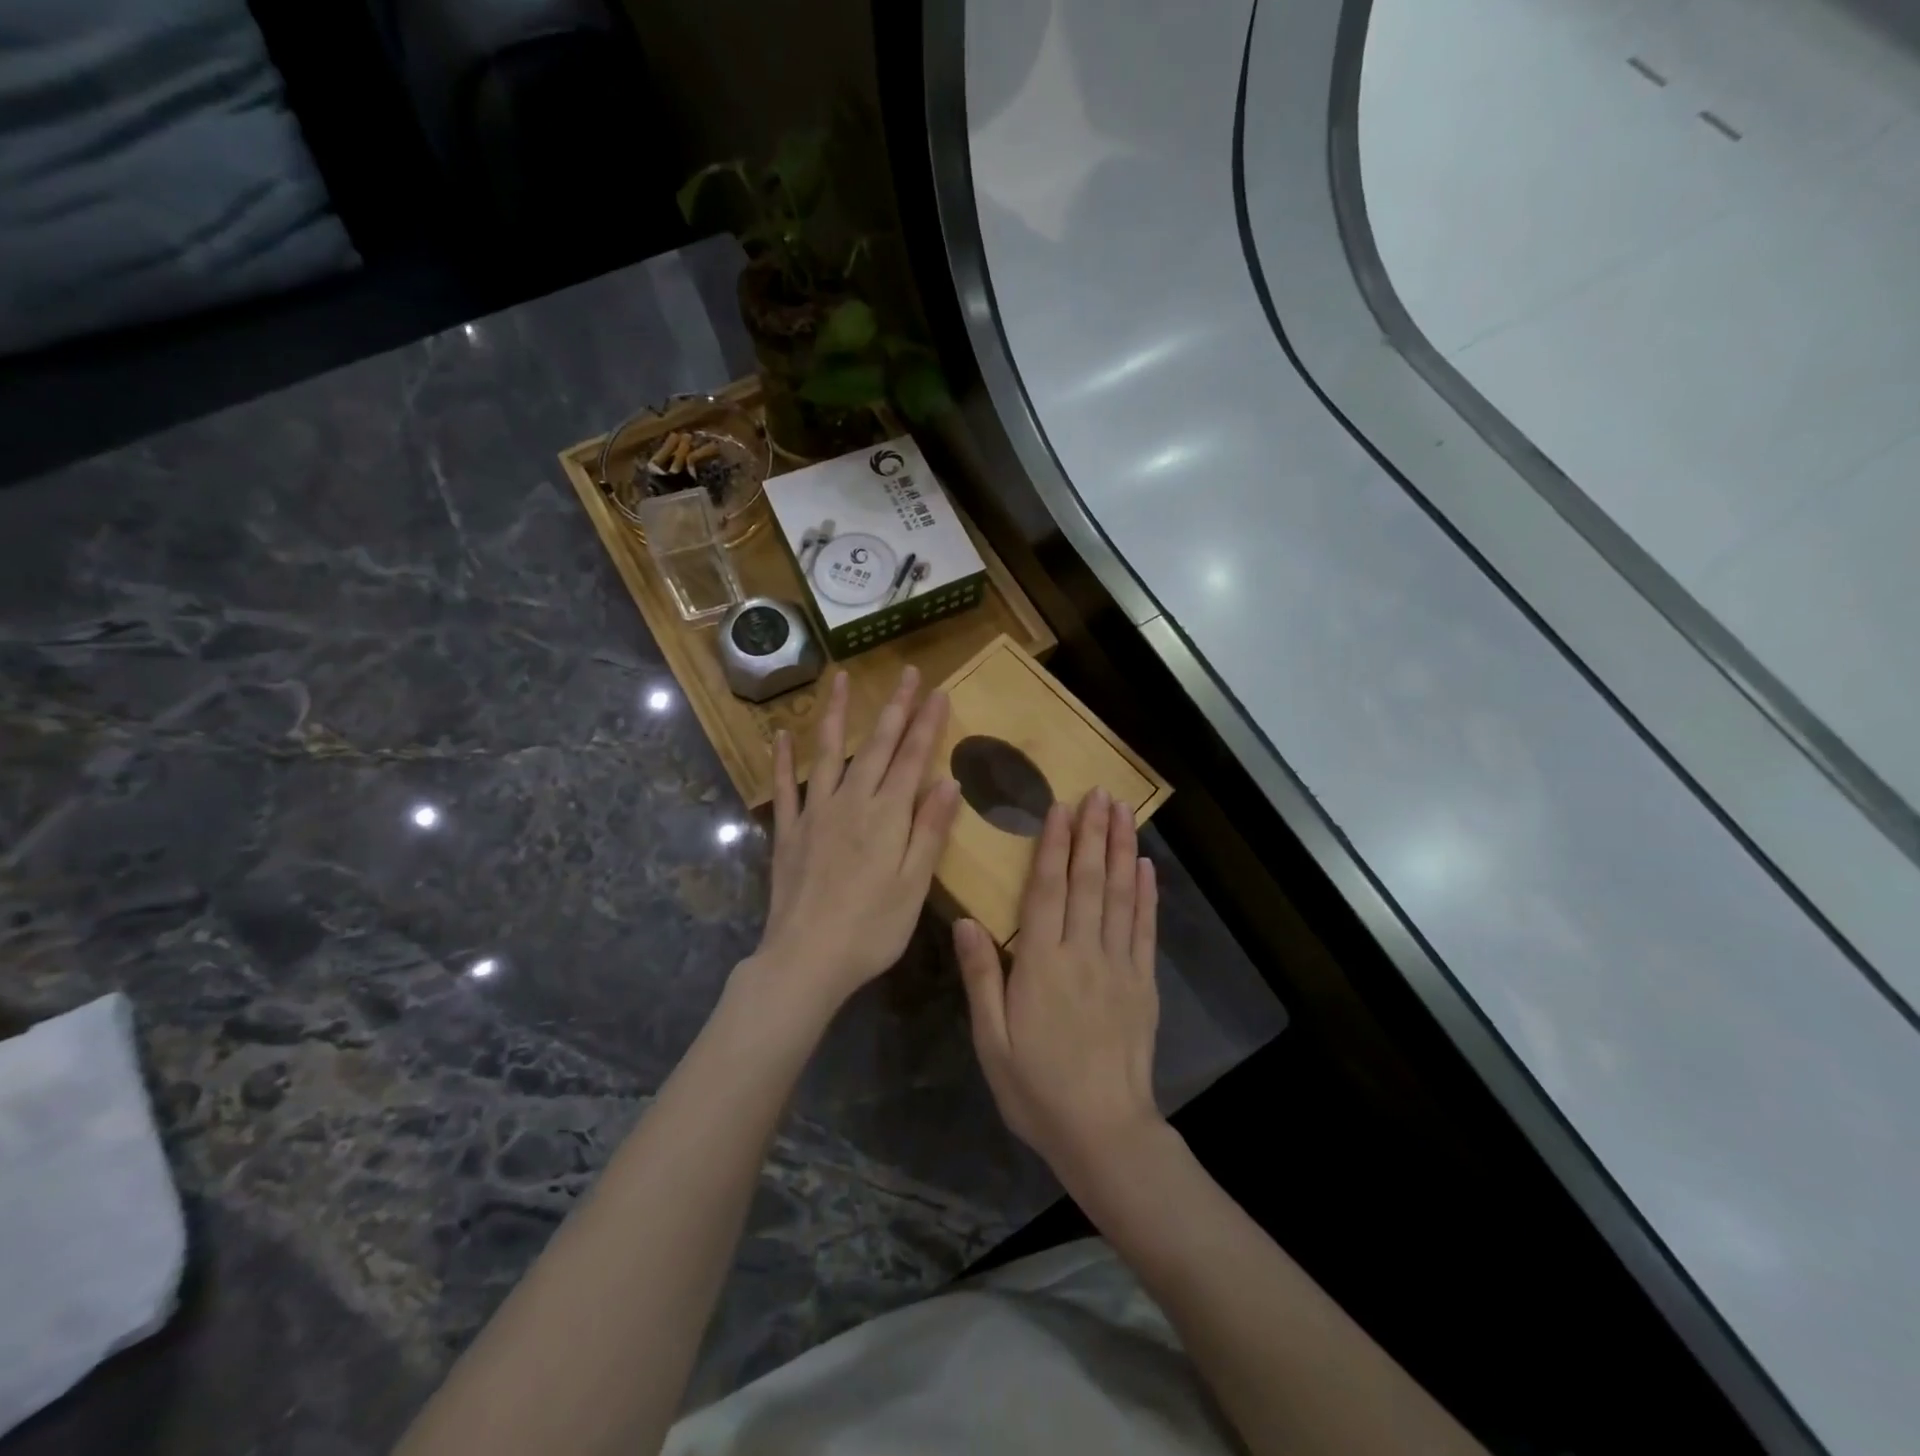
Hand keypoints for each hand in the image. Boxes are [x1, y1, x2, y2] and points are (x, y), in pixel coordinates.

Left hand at [745, 667, 961, 1017]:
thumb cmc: (872, 929)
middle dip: (894, 707)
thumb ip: (929, 831)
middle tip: (906, 673)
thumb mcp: (914, 885)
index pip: (912, 758)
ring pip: (828, 752)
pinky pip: (786, 787)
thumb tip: (948, 783)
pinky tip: (780, 735)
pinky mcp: (788, 832)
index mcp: (886, 816)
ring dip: (836, 713)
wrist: (806, 959)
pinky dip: (783, 759)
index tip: (937, 691)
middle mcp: (851, 803)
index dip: (926, 724)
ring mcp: (815, 813)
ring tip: (841, 678)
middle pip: (876, 745)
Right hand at [954, 787, 1162, 1182]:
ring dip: (1121, 850)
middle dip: (1093, 833)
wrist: (1104, 1132)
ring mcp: (1118, 966)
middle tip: (1100, 792)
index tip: (1061, 807)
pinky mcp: (1143, 983)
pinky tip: (1146, 866)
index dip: (1054, 845)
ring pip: (1120, 895)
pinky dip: (1147, 894)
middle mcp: (1082, 953)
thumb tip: (966, 921)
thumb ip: (981, 977)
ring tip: (1124, 813)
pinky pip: (1144, 928)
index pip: (1047, 890)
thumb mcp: (991, 1040)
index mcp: (1041, 964)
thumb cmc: (1037, 1088)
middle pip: (1088, 881)